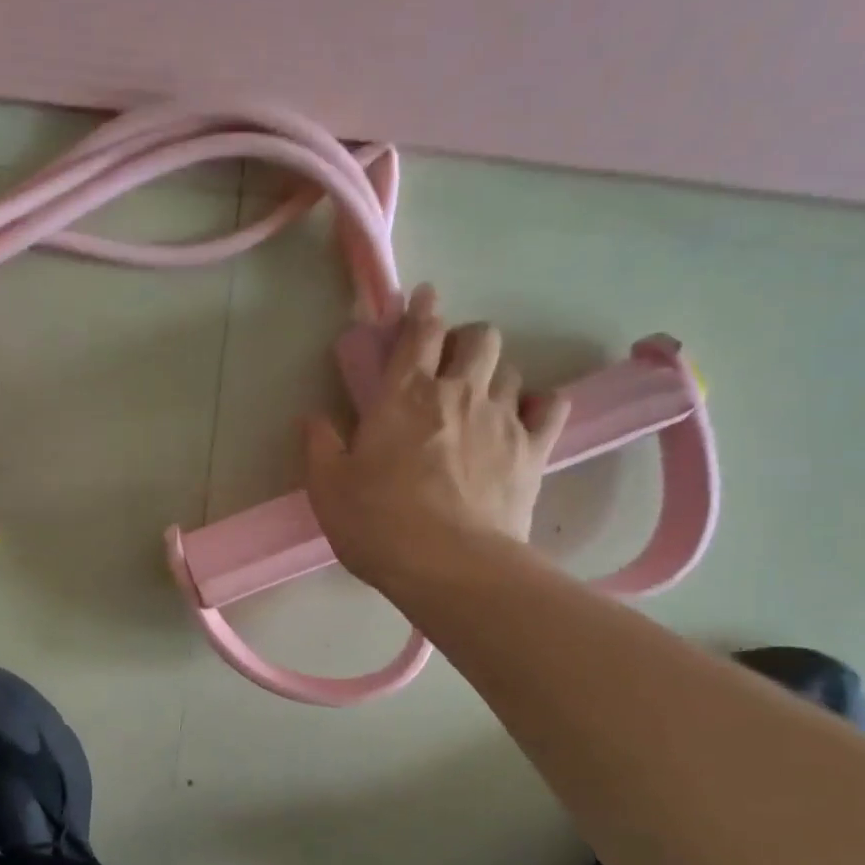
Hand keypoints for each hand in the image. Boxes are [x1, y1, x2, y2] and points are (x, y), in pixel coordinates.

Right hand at [303, 285, 570, 591]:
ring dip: (495, 374)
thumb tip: (314, 418)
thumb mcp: (329, 489)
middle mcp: (457, 392)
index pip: (419, 333)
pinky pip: (550, 406)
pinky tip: (526, 415)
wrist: (449, 566)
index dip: (421, 310)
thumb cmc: (379, 524)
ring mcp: (502, 418)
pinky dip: (538, 403)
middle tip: (450, 364)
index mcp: (403, 395)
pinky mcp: (533, 450)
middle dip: (465, 339)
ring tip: (482, 396)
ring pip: (511, 368)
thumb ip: (319, 446)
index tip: (424, 298)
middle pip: (478, 338)